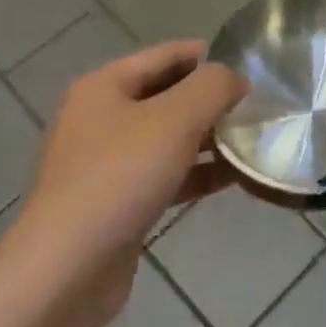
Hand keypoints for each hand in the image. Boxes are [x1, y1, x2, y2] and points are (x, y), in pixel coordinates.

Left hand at [1, 42, 245, 322]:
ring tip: (254, 139)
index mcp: (105, 86)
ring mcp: (106, 163)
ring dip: (209, 138)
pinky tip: (233, 178)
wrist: (66, 272)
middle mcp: (100, 117)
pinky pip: (165, 174)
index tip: (253, 66)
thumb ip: (213, 86)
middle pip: (168, 95)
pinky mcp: (116, 202)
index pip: (167, 54)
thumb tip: (235, 79)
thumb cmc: (120, 177)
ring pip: (168, 137)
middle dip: (212, 99)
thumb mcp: (176, 119)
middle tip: (259, 105)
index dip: (210, 55)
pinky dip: (197, 173)